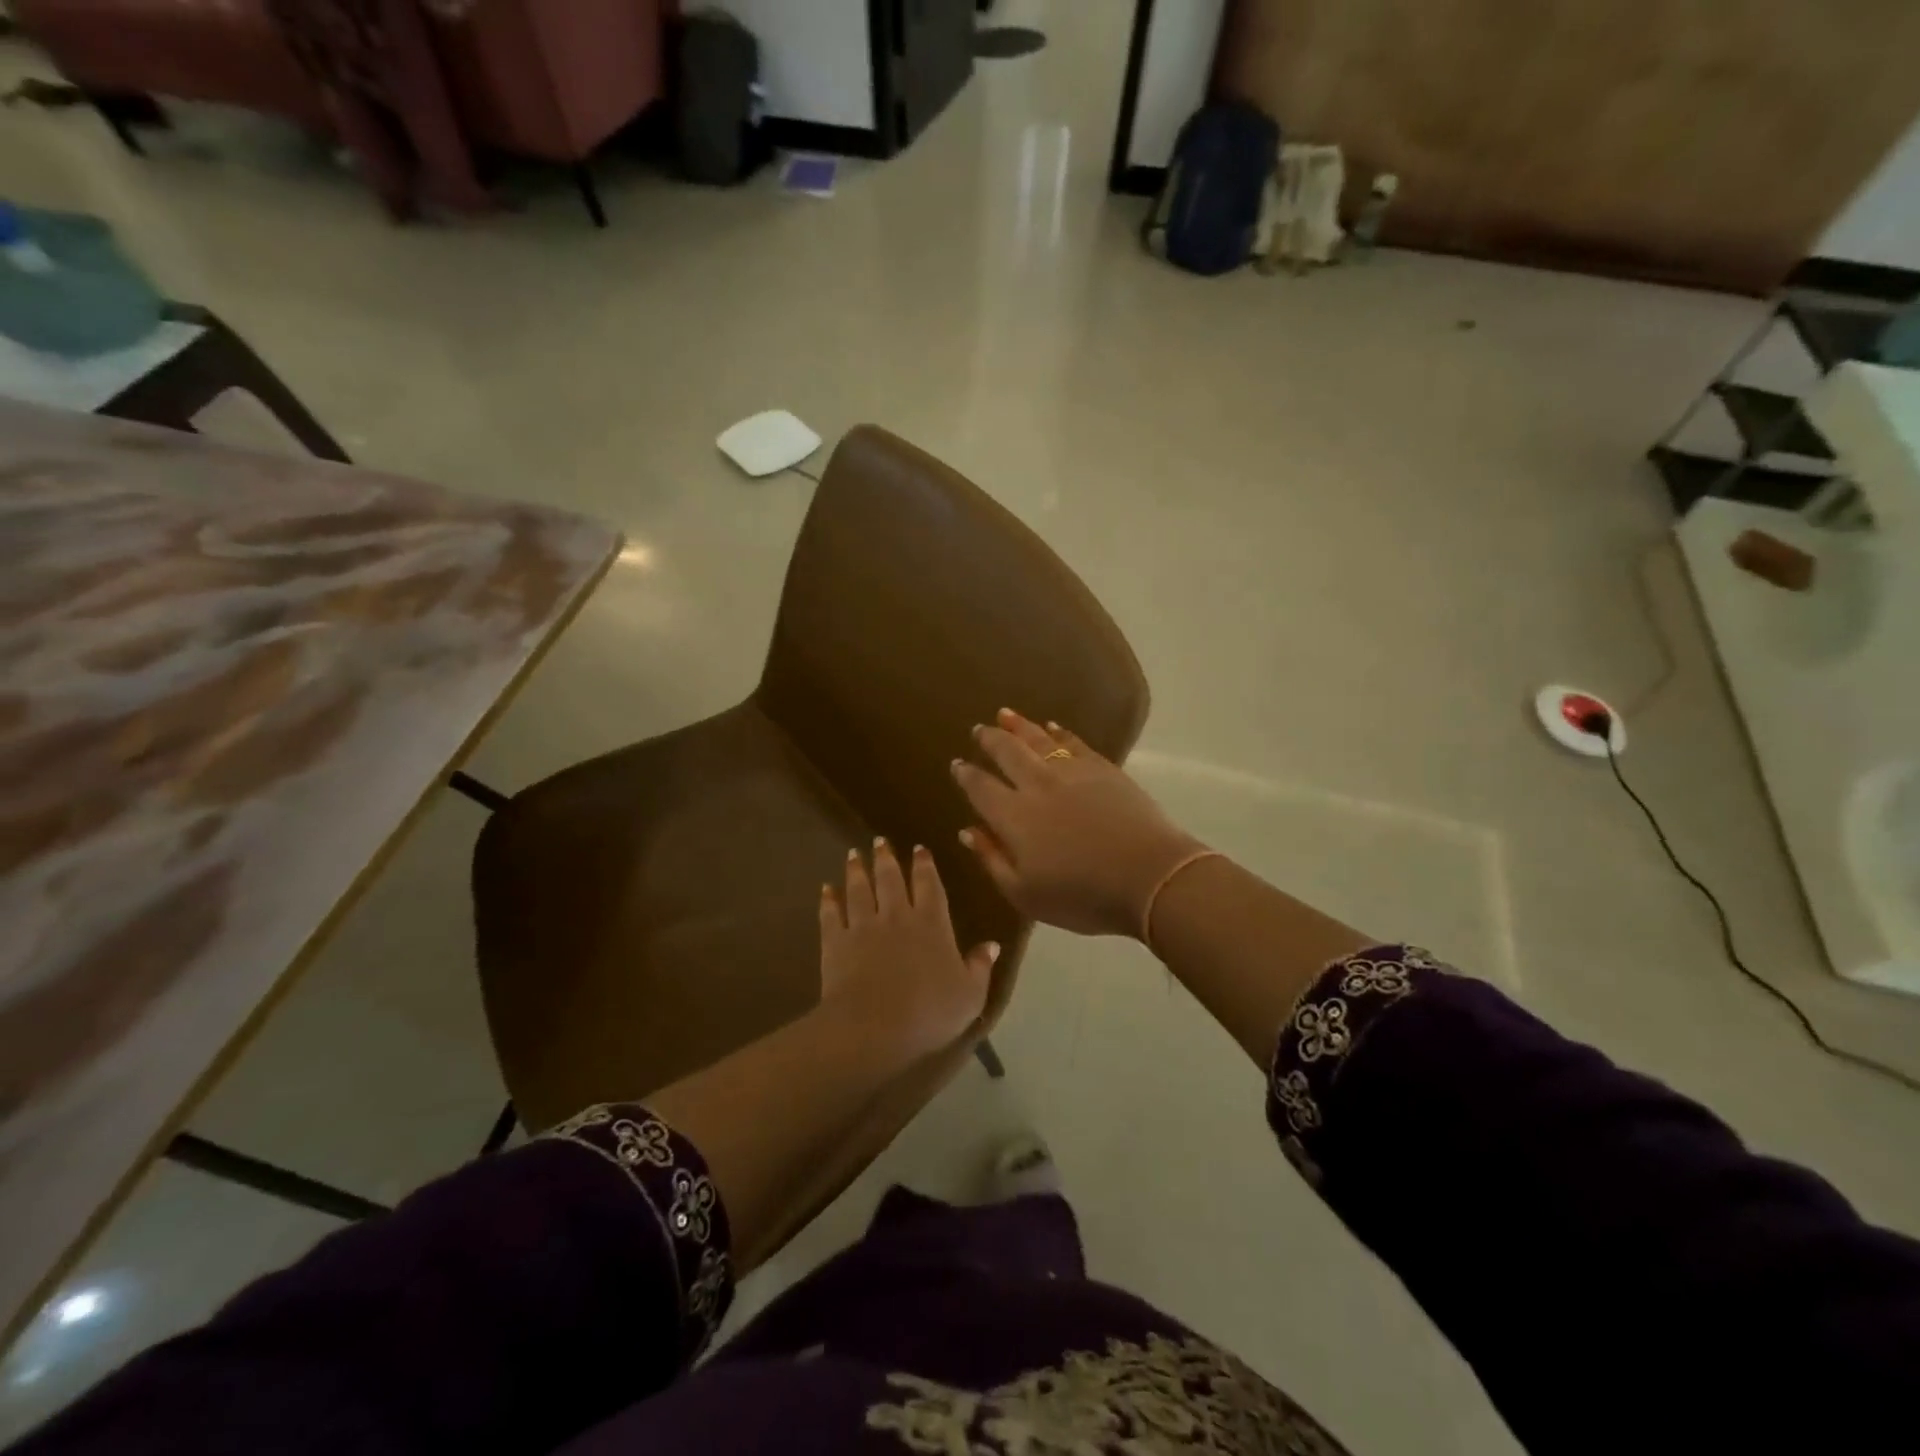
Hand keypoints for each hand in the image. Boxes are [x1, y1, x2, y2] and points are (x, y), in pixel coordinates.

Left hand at [818, 839, 998, 1059]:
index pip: (929, 885)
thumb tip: (992, 944)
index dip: (925, 865)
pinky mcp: (836, 942)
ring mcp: (863, 926)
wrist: (873, 1027)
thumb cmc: (929, 1012)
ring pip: (859, 890)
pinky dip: (828, 900)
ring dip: (856, 871)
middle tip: (879, 841)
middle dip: (886, 858)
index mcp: (932, 924)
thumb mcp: (970, 995)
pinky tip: (825, 889)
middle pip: (890, 879)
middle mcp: (897, 916)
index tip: (919, 848)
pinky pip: (831, 914)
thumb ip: (980, 967)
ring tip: (853, 855)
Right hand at [952, 708, 1204, 938]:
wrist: (1149, 876)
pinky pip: (1074, 743)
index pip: (981, 788)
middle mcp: (1037, 785)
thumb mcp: (1026, 894)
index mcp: (1013, 817)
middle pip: (1007, 753)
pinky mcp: (1103, 769)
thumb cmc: (1083, 896)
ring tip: (1004, 715)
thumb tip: (967, 831)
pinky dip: (1060, 733)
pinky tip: (1052, 727)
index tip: (957, 765)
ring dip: (1019, 726)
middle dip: (989, 740)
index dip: (967, 775)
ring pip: (1038, 740)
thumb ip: (992, 860)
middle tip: (978, 729)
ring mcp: (1072, 773)